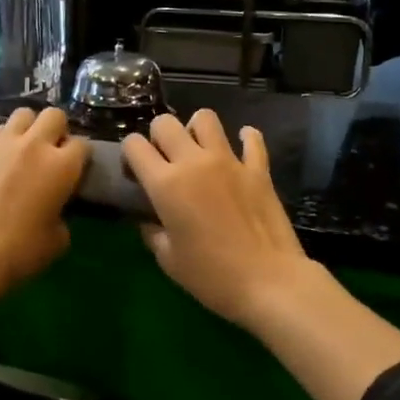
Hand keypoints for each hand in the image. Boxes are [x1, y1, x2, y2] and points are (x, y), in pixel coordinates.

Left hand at [0, 106, 89, 302]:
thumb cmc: (18, 252)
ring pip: (22, 115)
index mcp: (62, 166)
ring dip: (29, 128)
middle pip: (54, 115)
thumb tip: (55, 210)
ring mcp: (1, 144)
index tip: (75, 172)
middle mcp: (34, 145)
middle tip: (52, 155)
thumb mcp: (57, 240)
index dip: (80, 158)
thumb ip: (62, 215)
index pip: (82, 145)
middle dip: (57, 131)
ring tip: (25, 150)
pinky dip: (3, 140)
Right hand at [121, 111, 316, 328]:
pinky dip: (245, 138)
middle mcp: (194, 162)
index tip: (136, 173)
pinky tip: (240, 149)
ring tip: (199, 150)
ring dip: (196, 129)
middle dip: (158, 136)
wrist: (269, 282)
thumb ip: (152, 232)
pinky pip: (251, 139)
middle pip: (165, 123)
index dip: (130, 154)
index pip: (134, 144)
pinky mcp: (258, 168)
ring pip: (205, 118)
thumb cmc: (212, 276)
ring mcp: (230, 161)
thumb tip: (149, 220)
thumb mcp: (168, 260)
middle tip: (165, 161)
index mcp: (166, 183)